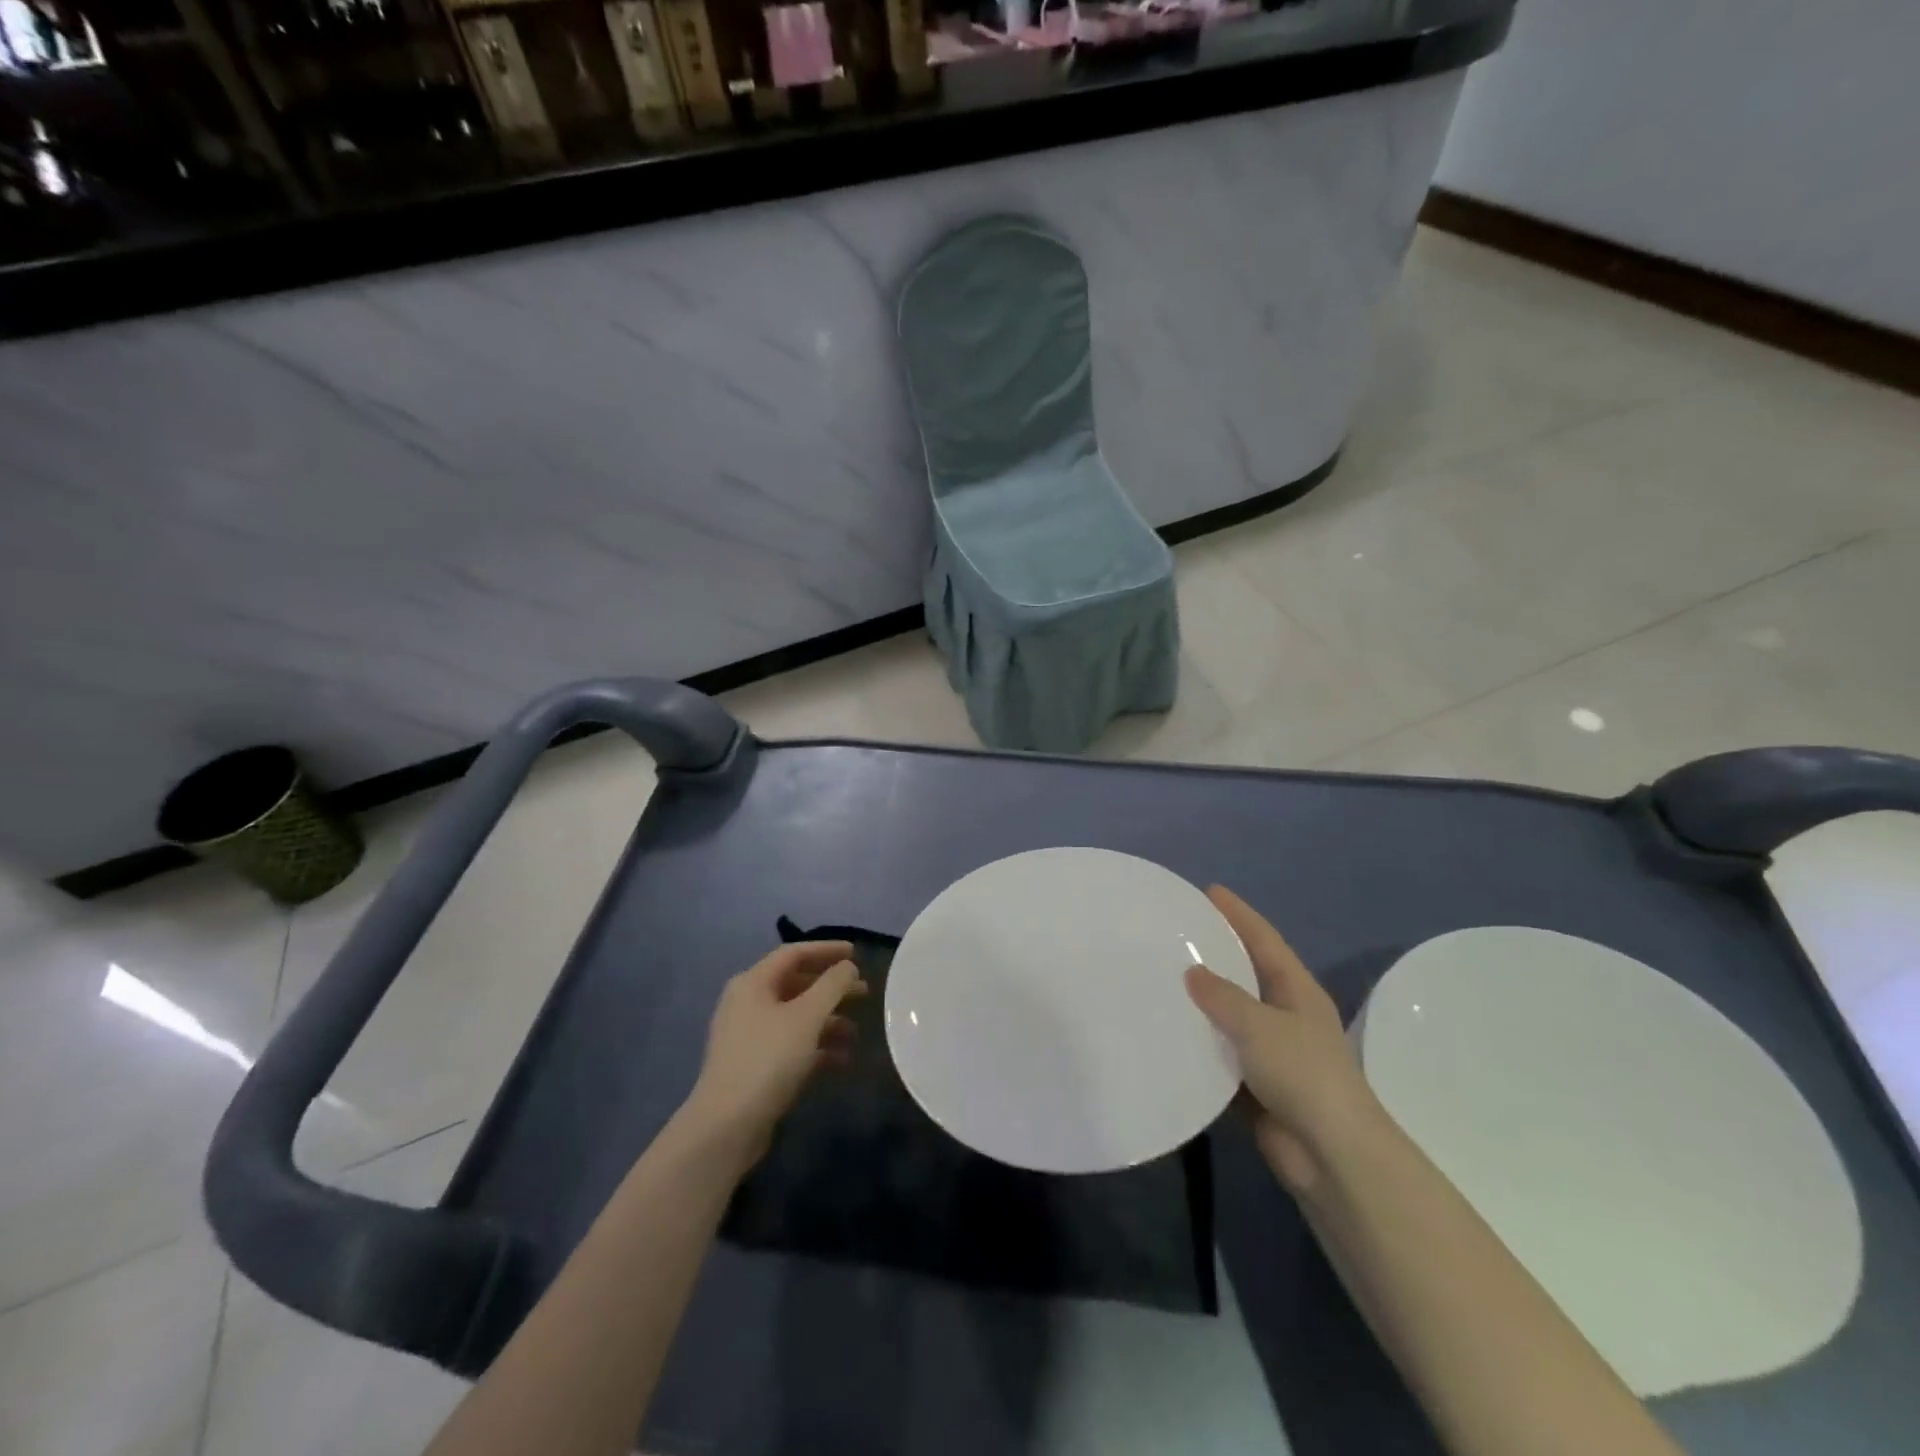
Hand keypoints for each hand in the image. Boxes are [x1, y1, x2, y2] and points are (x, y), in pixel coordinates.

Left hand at [682, 941, 867, 1168]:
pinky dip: (815, 1046)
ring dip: (827, 1020)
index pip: (793, 953)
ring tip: (857, 1032)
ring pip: (795, 1016)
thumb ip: (832, 985)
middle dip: (831, 988)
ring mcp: (749, 1036)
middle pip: (796, 984)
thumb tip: (848, 967)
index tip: (856, 953)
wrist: (727, 1126)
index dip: (826, 950)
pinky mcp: (754, 1065)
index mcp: (753, 983)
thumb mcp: (806, 1017)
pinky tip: (841, 1059)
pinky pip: (790, 1044)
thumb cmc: (768, 1059)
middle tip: (864, 993)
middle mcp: (747, 1003)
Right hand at [1185, 886, 1384, 1194]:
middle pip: (1245, 974)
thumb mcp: (1260, 1025)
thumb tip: (1192, 972)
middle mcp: (1285, 1016)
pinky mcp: (1253, 1086)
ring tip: (1159, 978)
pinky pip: (1219, 1056)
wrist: (1329, 1155)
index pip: (1264, 940)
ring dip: (1201, 1003)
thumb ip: (1223, 996)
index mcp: (1296, 991)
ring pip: (1229, 1017)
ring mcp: (1271, 1053)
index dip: (1238, 914)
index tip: (1208, 891)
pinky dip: (1197, 1045)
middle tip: (1174, 932)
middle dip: (1215, 953)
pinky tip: (1166, 1033)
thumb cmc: (1302, 1074)